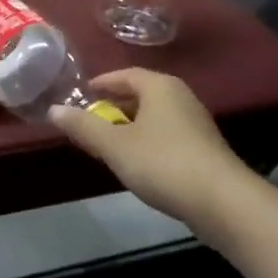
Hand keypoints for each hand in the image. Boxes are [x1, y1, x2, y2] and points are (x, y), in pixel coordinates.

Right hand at [49, 69, 246, 228]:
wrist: (224, 203)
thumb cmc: (163, 163)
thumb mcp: (114, 146)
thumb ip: (84, 127)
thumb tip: (54, 110)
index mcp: (159, 86)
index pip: (123, 74)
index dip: (100, 84)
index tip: (81, 96)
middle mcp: (180, 96)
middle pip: (140, 94)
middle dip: (114, 106)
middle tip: (90, 121)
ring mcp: (196, 123)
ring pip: (154, 116)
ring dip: (130, 126)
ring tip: (109, 144)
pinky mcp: (205, 149)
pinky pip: (167, 135)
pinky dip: (148, 141)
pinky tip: (138, 163)